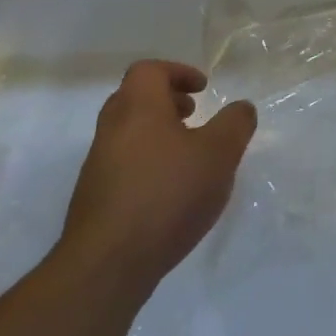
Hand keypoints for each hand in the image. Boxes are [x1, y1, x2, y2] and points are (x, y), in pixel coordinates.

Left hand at [58, 60, 256, 281]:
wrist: (107, 266)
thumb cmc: (167, 194)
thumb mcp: (219, 153)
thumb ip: (235, 124)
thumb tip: (241, 108)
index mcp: (137, 107)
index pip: (149, 70)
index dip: (178, 72)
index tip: (202, 90)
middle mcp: (112, 129)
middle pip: (135, 99)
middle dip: (167, 102)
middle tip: (195, 116)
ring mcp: (98, 167)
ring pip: (129, 134)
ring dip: (158, 135)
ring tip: (189, 158)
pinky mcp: (95, 200)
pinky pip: (124, 166)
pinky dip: (148, 165)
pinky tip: (172, 194)